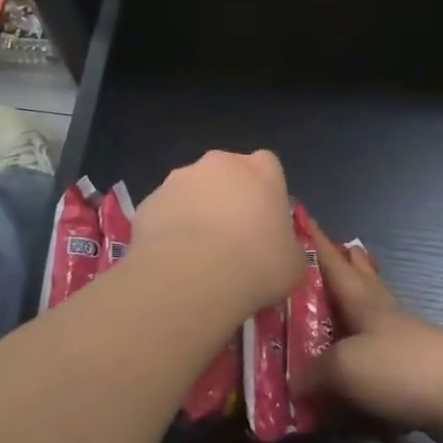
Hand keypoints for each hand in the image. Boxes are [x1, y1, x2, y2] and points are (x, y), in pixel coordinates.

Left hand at [129, 150, 303, 324]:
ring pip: (192, 191)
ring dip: (196, 212)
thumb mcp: (293, 264)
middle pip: (227, 174)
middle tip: (232, 238)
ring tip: (198, 255)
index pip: (268, 166)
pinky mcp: (149, 201)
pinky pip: (165, 213)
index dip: (266, 192)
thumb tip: (280, 252)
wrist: (191, 278)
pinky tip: (173, 261)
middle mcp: (220, 164)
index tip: (265, 221)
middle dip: (228, 198)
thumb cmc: (256, 265)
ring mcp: (179, 179)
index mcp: (261, 170)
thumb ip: (288, 247)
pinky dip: (169, 230)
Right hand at [303, 220, 442, 442]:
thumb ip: (315, 373)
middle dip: (350, 267)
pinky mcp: (417, 377)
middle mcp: (385, 318)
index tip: (305, 218)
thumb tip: (296, 384)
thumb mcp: (345, 367)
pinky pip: (382, 367)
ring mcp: (405, 346)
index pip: (335, 266)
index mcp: (364, 304)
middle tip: (341, 249)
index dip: (318, 244)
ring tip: (341, 315)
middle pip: (364, 284)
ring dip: (358, 315)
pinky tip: (358, 384)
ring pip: (374, 322)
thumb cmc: (400, 367)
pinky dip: (367, 369)